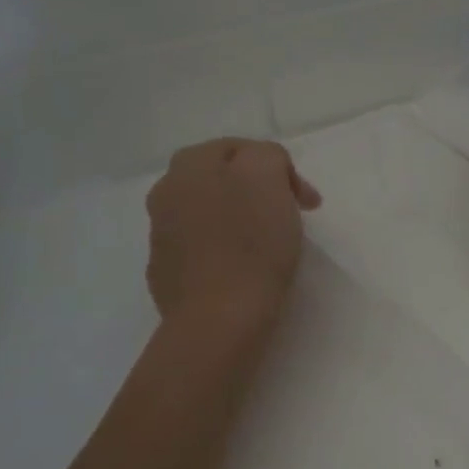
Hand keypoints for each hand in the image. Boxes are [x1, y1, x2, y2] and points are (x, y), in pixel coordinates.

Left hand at [144, 139, 320, 323]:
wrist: (219, 319)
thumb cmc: (251, 244)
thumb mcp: (267, 175)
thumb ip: (266, 155)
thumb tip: (262, 167)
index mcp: (189, 165)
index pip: (243, 149)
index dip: (282, 171)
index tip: (307, 203)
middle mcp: (166, 192)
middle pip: (223, 179)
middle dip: (257, 192)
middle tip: (289, 216)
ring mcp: (161, 234)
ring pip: (211, 212)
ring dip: (239, 220)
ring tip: (268, 244)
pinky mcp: (167, 272)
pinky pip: (203, 248)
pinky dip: (225, 249)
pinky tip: (243, 268)